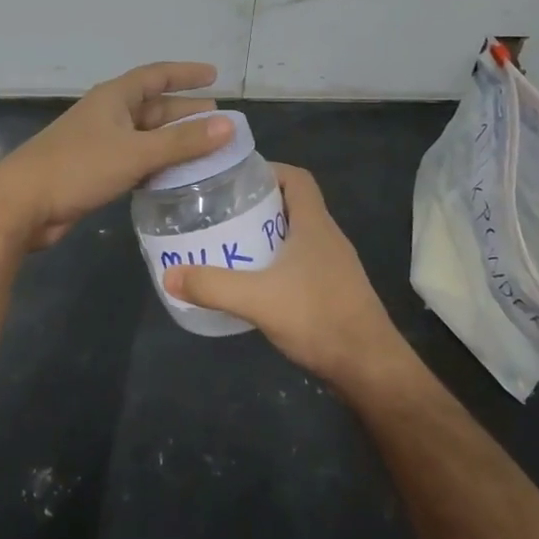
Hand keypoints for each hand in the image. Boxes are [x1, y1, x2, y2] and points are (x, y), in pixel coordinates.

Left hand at [0, 62, 232, 251]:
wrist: (23, 203)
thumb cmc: (79, 167)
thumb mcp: (136, 152)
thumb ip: (183, 142)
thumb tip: (229, 126)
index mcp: (114, 98)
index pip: (156, 75)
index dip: (185, 74)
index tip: (214, 76)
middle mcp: (108, 114)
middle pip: (154, 107)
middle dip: (186, 112)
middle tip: (220, 121)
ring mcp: (100, 143)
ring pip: (146, 136)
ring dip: (174, 140)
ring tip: (207, 149)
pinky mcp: (95, 170)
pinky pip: (136, 159)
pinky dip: (158, 163)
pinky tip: (176, 176)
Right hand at [165, 164, 403, 387]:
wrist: (370, 368)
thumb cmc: (319, 318)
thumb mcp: (258, 300)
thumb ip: (213, 286)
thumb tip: (169, 276)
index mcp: (316, 225)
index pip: (297, 178)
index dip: (269, 170)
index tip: (235, 179)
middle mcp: (328, 238)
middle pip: (293, 205)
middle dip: (258, 204)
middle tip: (222, 213)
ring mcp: (334, 266)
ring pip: (297, 236)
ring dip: (267, 235)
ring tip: (231, 244)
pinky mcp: (334, 292)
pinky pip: (302, 263)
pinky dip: (277, 263)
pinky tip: (255, 283)